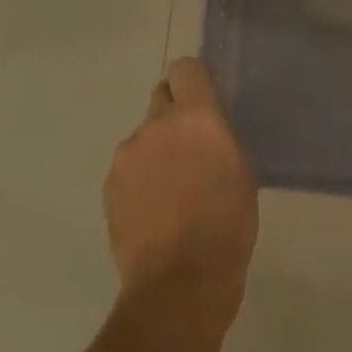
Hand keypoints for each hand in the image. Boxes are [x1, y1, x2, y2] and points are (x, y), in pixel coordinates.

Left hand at [104, 58, 257, 306]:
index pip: (185, 68)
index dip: (194, 81)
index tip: (203, 102)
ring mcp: (127, 154)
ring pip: (144, 136)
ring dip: (155, 150)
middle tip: (189, 148)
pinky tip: (153, 211)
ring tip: (170, 191)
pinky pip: (128, 168)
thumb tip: (206, 134)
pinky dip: (139, 179)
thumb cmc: (227, 224)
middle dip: (174, 114)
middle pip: (161, 96)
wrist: (179, 283)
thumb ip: (219, 139)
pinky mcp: (110, 185)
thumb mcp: (242, 171)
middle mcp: (157, 123)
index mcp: (196, 115)